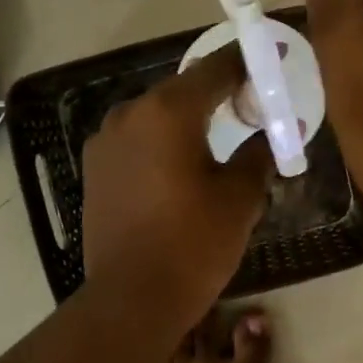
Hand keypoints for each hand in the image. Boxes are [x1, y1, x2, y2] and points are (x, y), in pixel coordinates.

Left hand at [81, 44, 272, 327]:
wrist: (131, 299)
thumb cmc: (193, 243)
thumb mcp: (240, 197)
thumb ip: (258, 153)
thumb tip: (267, 136)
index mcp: (167, 111)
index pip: (215, 69)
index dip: (245, 63)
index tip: (268, 63)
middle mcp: (129, 113)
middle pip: (182, 90)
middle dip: (217, 93)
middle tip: (251, 105)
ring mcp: (105, 141)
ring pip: (156, 115)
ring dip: (187, 118)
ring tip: (217, 136)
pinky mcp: (94, 168)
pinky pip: (137, 140)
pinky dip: (161, 141)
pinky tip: (181, 163)